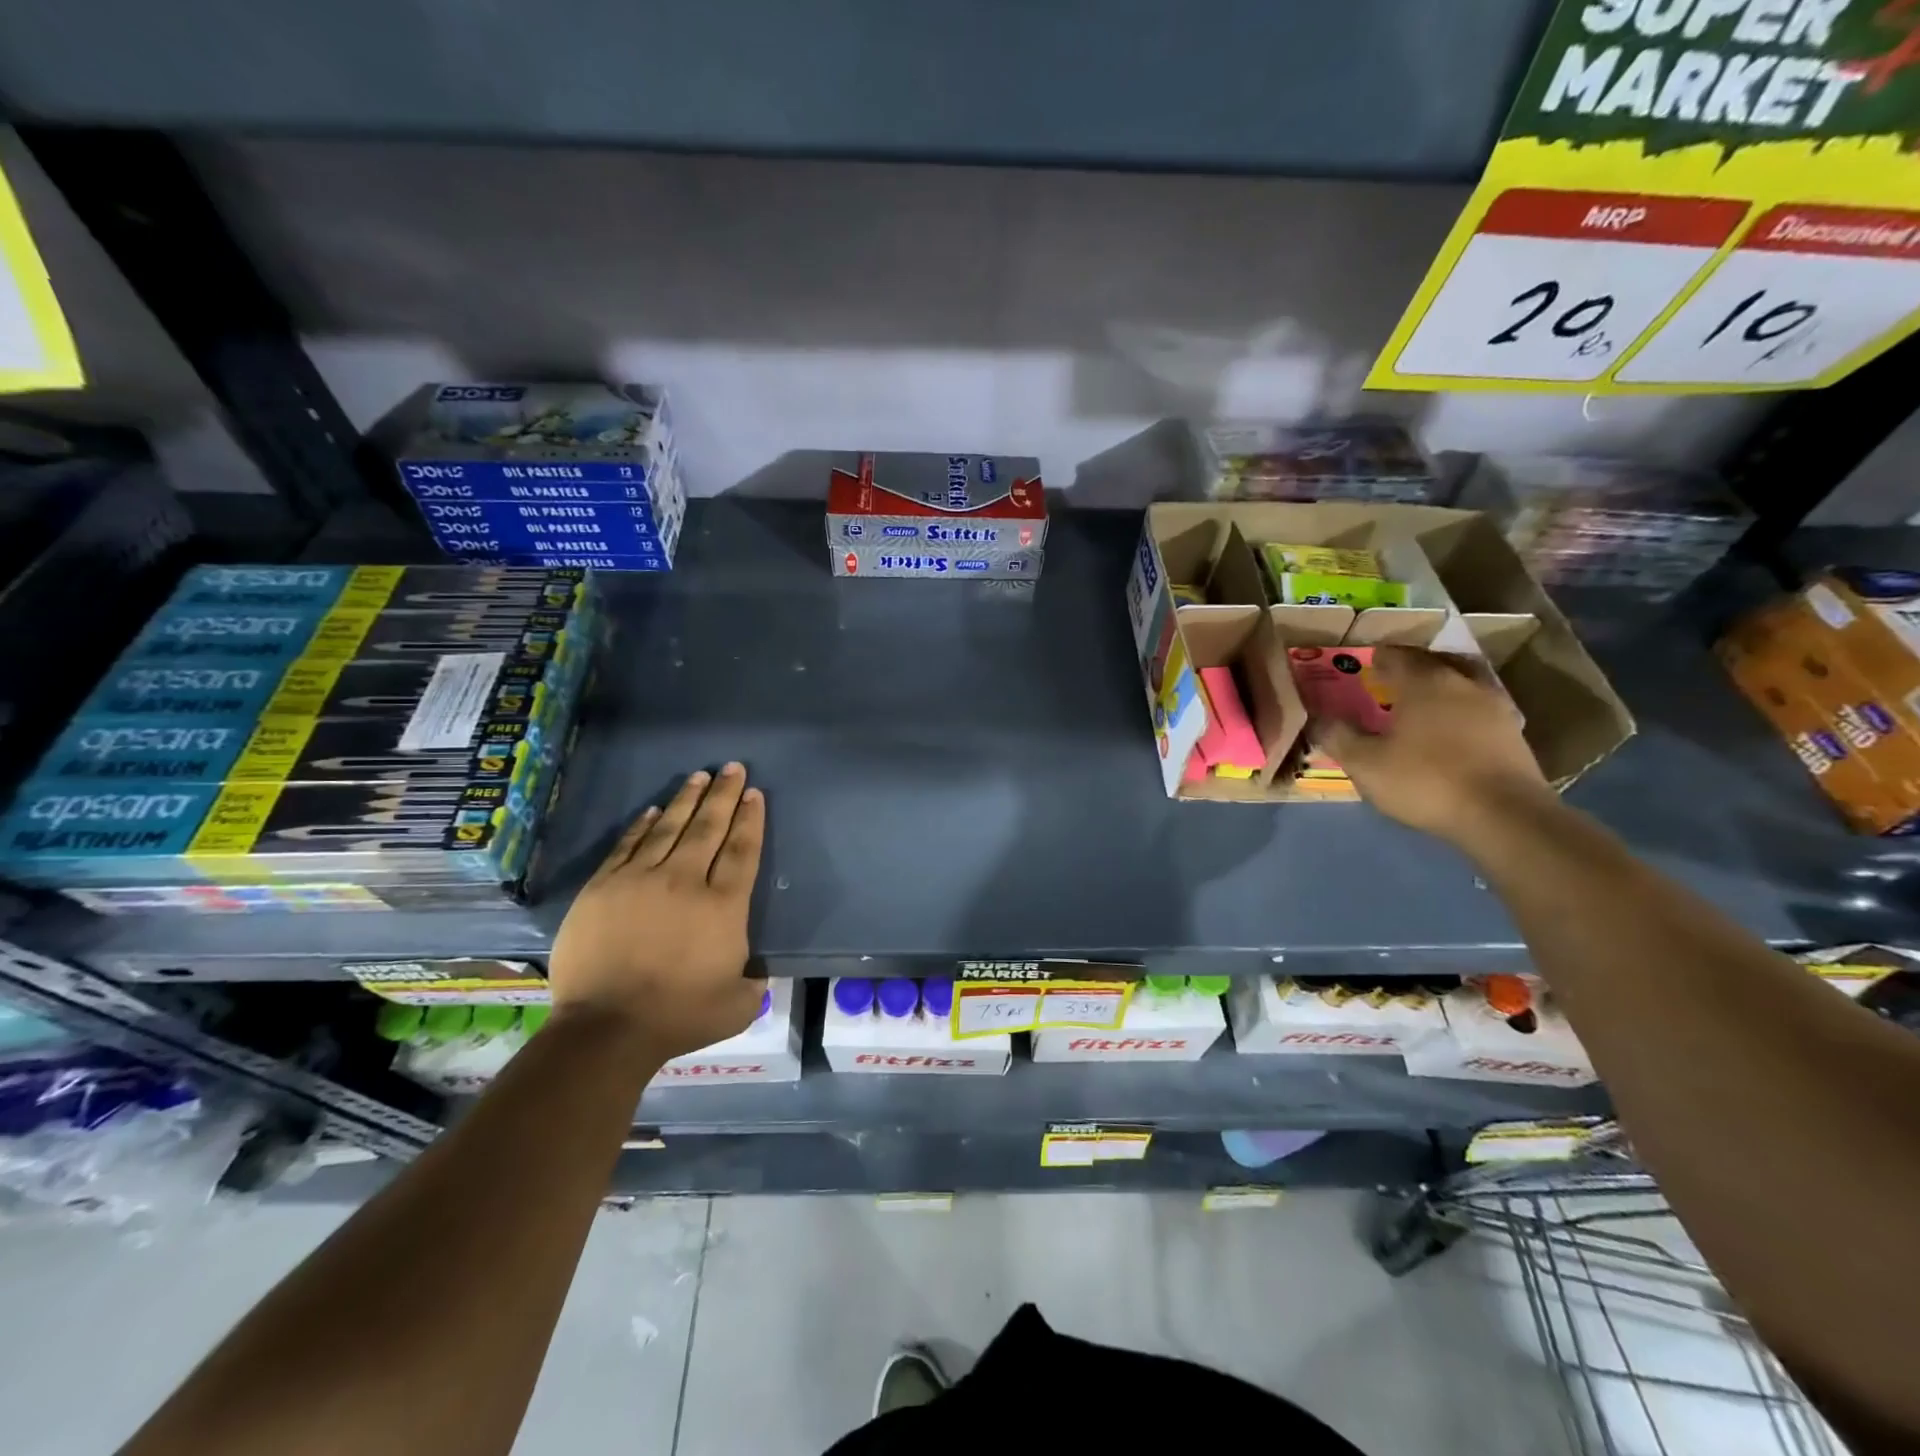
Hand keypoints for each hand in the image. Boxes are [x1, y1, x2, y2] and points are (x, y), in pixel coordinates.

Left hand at [547, 763, 766, 1058]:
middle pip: (709, 828)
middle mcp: (685, 882)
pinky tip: (653, 810)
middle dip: (724, 796)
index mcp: (722, 907)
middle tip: (733, 768)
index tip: (755, 794)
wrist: (606, 1028)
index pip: (742, 851)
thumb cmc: (678, 1016)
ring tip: (700, 776)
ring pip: (669, 828)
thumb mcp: (737, 1006)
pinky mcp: (604, 888)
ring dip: (687, 800)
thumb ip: (753, 983)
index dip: (750, 820)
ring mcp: (640, 880)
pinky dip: (642, 826)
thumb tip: (753, 970)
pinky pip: (628, 846)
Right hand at [1315, 646, 1553, 843]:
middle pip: (1433, 662)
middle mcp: (1461, 683)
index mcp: (1423, 683)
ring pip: (1461, 682)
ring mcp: (1494, 706)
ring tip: (1419, 704)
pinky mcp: (1512, 733)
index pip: (1396, 655)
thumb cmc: (1426, 781)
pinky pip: (1477, 708)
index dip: (1376, 657)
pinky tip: (1448, 731)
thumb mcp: (1365, 763)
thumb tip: (1317, 718)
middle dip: (1409, 667)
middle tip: (1389, 680)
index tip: (1362, 665)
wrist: (1504, 816)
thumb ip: (1338, 736)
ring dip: (1439, 686)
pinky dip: (1459, 710)